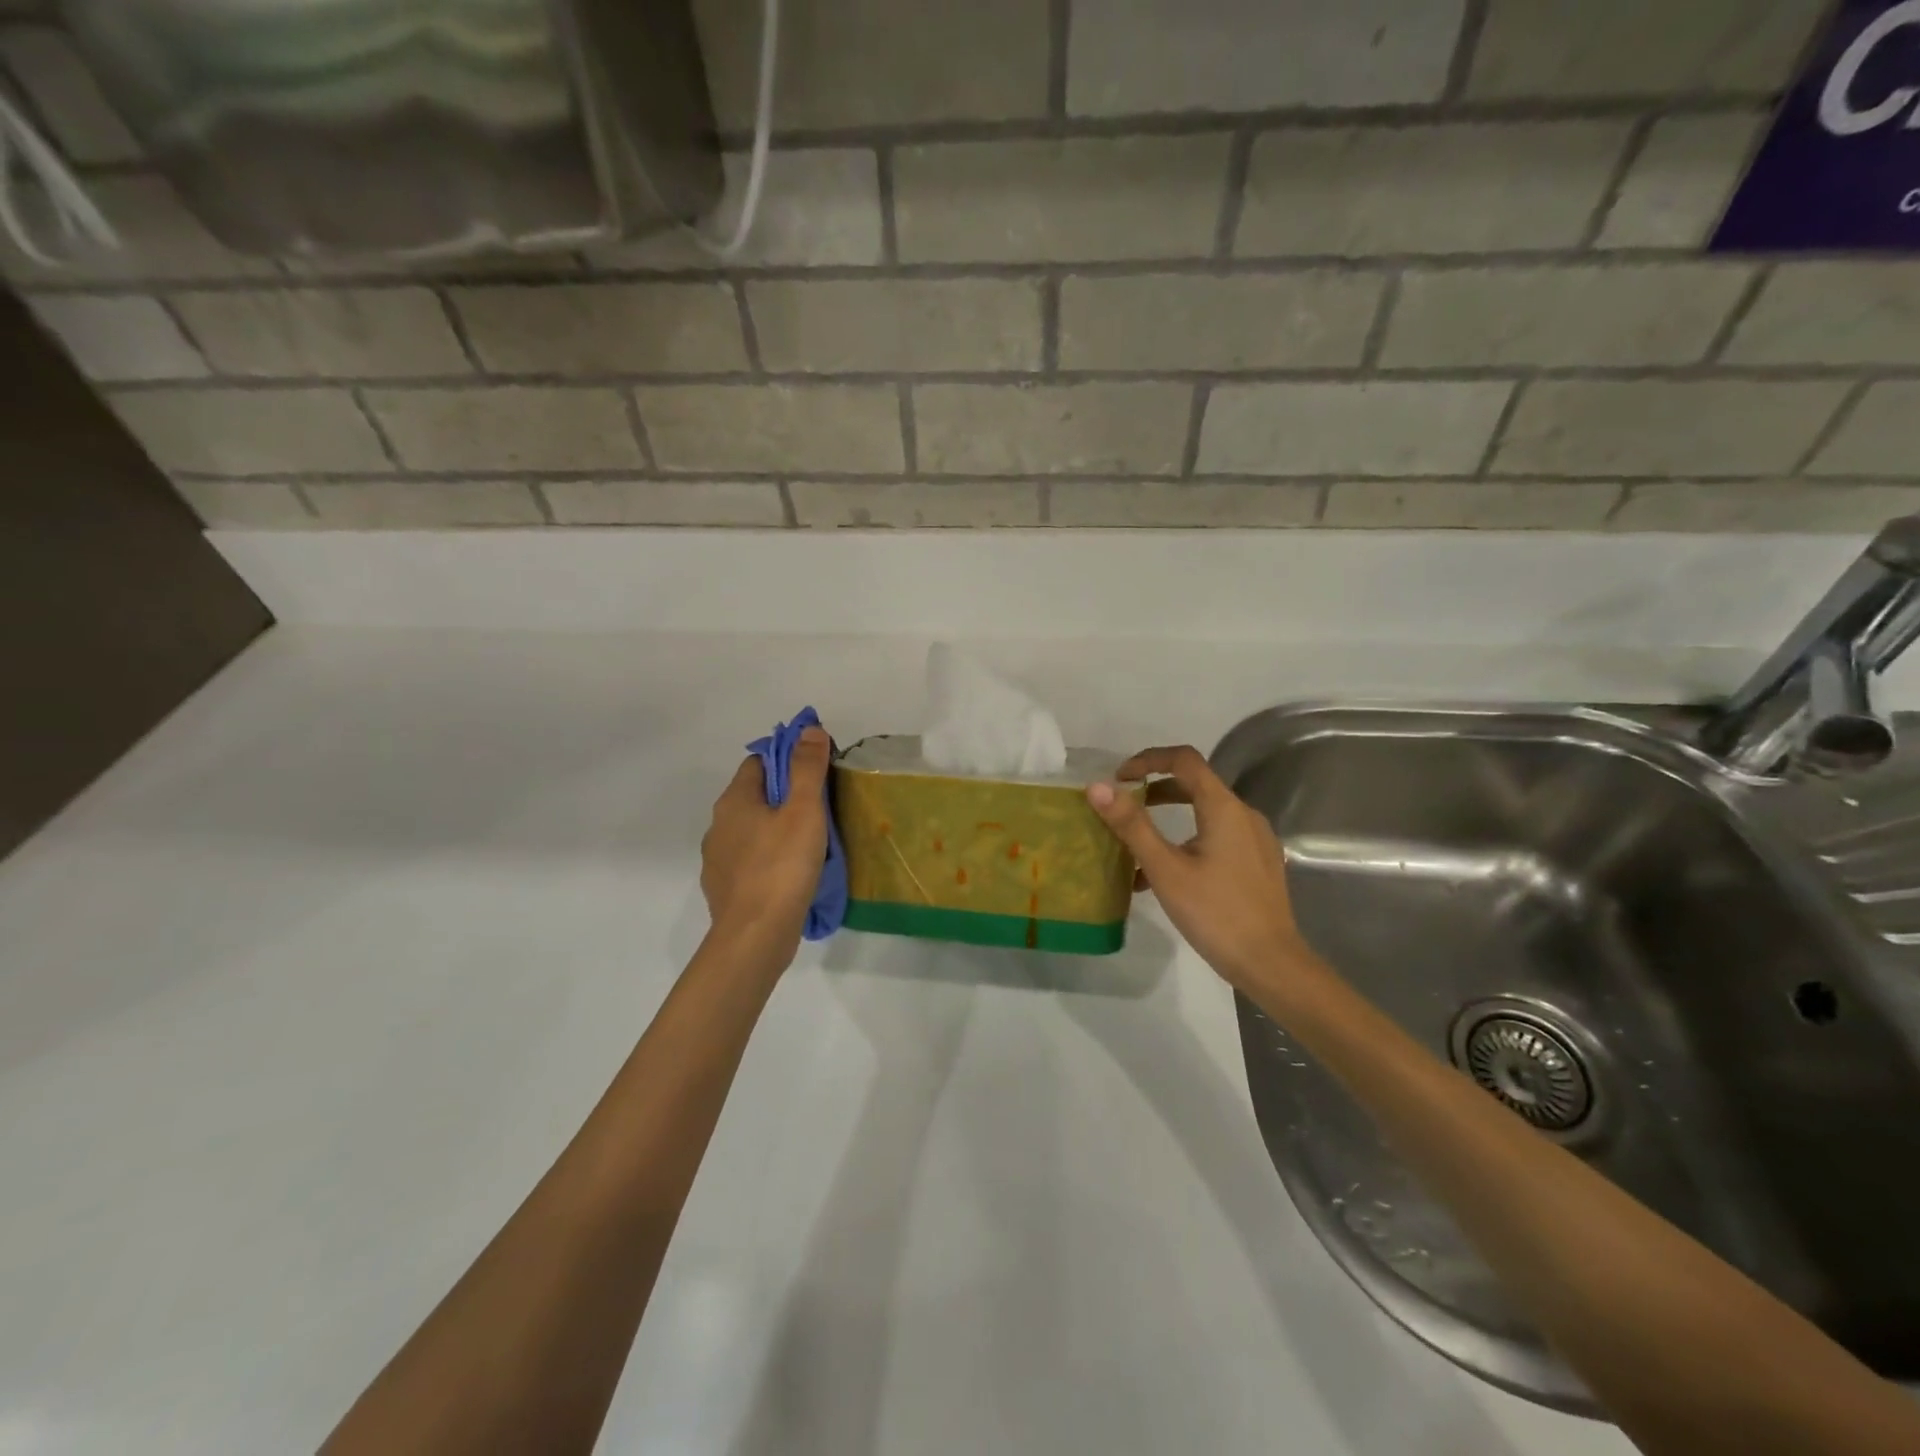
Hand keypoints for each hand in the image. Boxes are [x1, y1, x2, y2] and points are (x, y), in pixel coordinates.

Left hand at [700, 725, 830, 966]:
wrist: (755, 935)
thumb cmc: (782, 866)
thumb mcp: (804, 810)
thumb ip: (807, 768)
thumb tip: (809, 730)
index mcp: (734, 800)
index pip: (758, 762)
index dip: (787, 761)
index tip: (817, 774)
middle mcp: (719, 825)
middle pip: (754, 796)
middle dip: (785, 797)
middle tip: (821, 809)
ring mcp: (718, 860)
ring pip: (751, 831)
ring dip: (776, 830)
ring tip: (809, 844)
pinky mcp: (724, 889)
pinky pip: (750, 862)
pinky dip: (769, 860)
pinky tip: (791, 874)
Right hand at [1086, 745, 1319, 1001]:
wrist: (1271, 964)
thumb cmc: (1215, 913)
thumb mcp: (1165, 869)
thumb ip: (1132, 825)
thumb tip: (1098, 787)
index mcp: (1223, 807)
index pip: (1184, 760)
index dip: (1148, 759)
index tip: (1119, 779)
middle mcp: (1244, 814)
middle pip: (1195, 784)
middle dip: (1155, 789)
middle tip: (1123, 807)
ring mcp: (1255, 839)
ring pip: (1206, 813)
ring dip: (1169, 817)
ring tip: (1137, 845)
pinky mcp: (1258, 863)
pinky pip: (1218, 837)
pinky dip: (1188, 840)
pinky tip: (1166, 875)